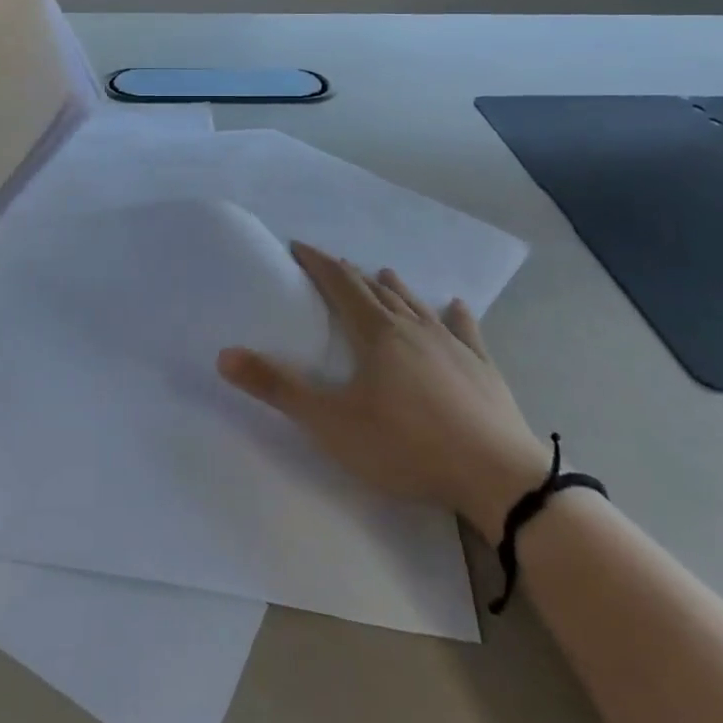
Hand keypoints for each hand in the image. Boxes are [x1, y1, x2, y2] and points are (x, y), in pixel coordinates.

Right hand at [217, 242, 548, 540]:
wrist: (498, 477)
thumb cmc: (407, 445)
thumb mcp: (332, 423)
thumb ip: (278, 388)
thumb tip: (224, 355)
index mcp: (376, 333)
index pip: (340, 284)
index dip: (318, 263)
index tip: (298, 245)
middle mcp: (413, 327)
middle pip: (376, 291)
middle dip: (351, 275)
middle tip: (335, 266)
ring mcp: (453, 346)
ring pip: (417, 305)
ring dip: (397, 288)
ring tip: (385, 273)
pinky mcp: (484, 369)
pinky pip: (466, 332)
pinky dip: (456, 315)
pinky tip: (457, 306)